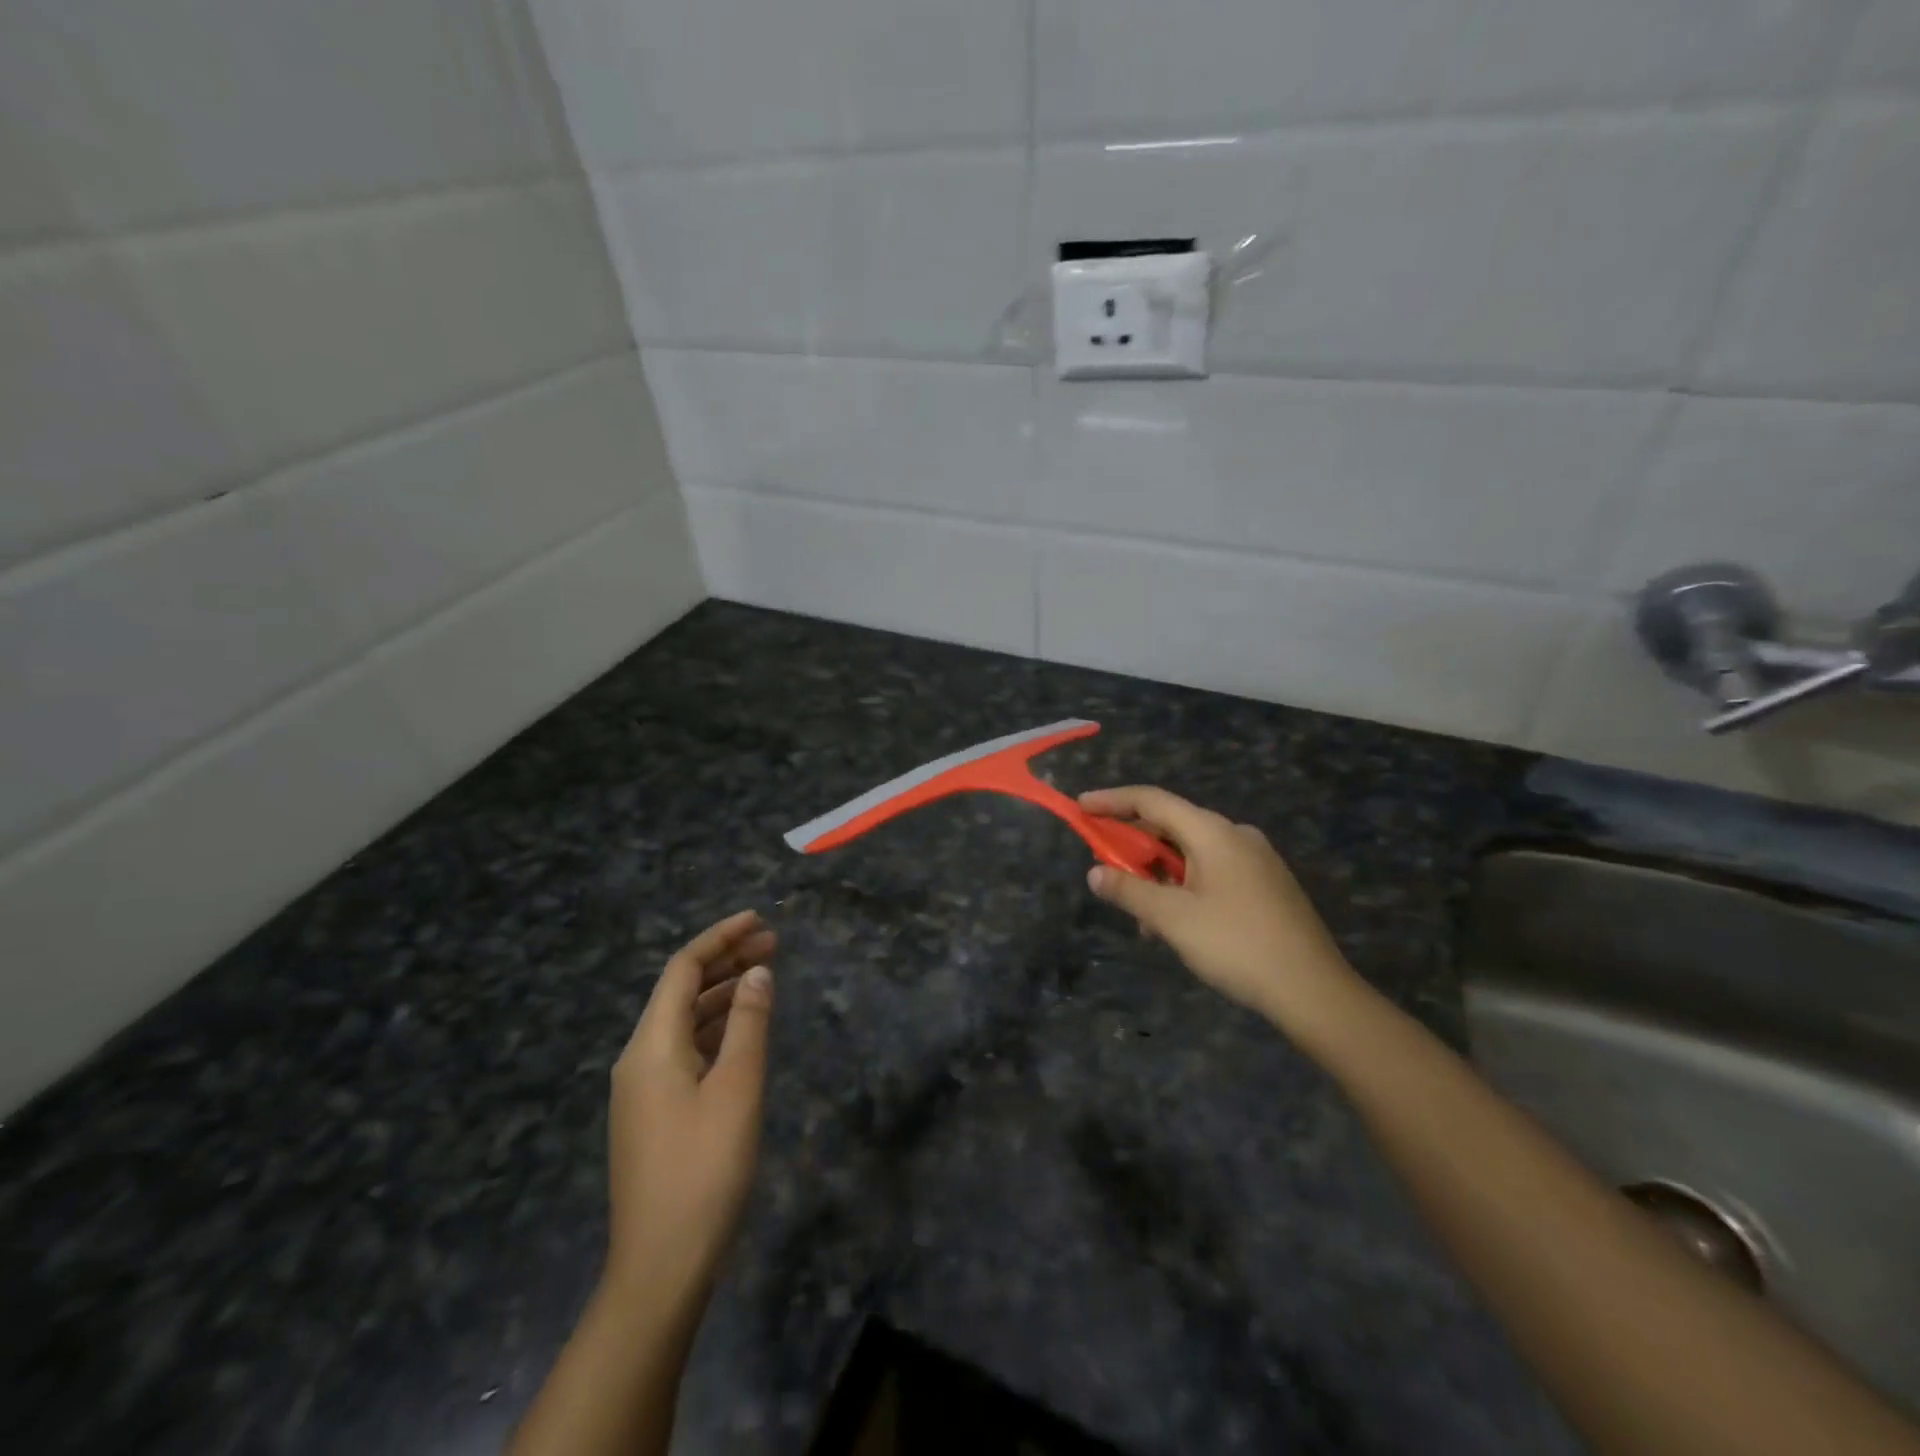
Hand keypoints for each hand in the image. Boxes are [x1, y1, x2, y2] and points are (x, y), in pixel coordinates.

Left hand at [606, 910, 775, 1296]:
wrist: (661, 1266)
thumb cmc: (704, 1169)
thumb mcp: (738, 1089)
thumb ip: (749, 1023)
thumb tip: (757, 972)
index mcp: (651, 1045)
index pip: (683, 969)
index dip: (720, 938)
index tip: (760, 920)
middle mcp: (638, 1058)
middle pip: (681, 991)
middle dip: (726, 961)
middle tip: (774, 944)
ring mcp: (642, 1089)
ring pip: (683, 1021)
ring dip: (723, 994)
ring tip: (766, 978)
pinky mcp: (653, 1114)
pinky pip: (684, 1050)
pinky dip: (715, 1028)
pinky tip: (744, 1030)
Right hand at [1080, 787, 1361, 1039]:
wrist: (1313, 990)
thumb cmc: (1236, 945)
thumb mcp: (1172, 919)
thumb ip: (1129, 891)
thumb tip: (1095, 873)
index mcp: (1213, 832)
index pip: (1152, 800)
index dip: (1112, 800)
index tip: (1080, 807)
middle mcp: (1235, 835)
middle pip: (1171, 826)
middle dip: (1134, 847)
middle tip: (1106, 871)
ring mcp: (1255, 859)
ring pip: (1191, 853)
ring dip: (1159, 875)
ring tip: (1142, 916)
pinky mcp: (1266, 884)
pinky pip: (1212, 870)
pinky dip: (1184, 885)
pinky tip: (1176, 922)